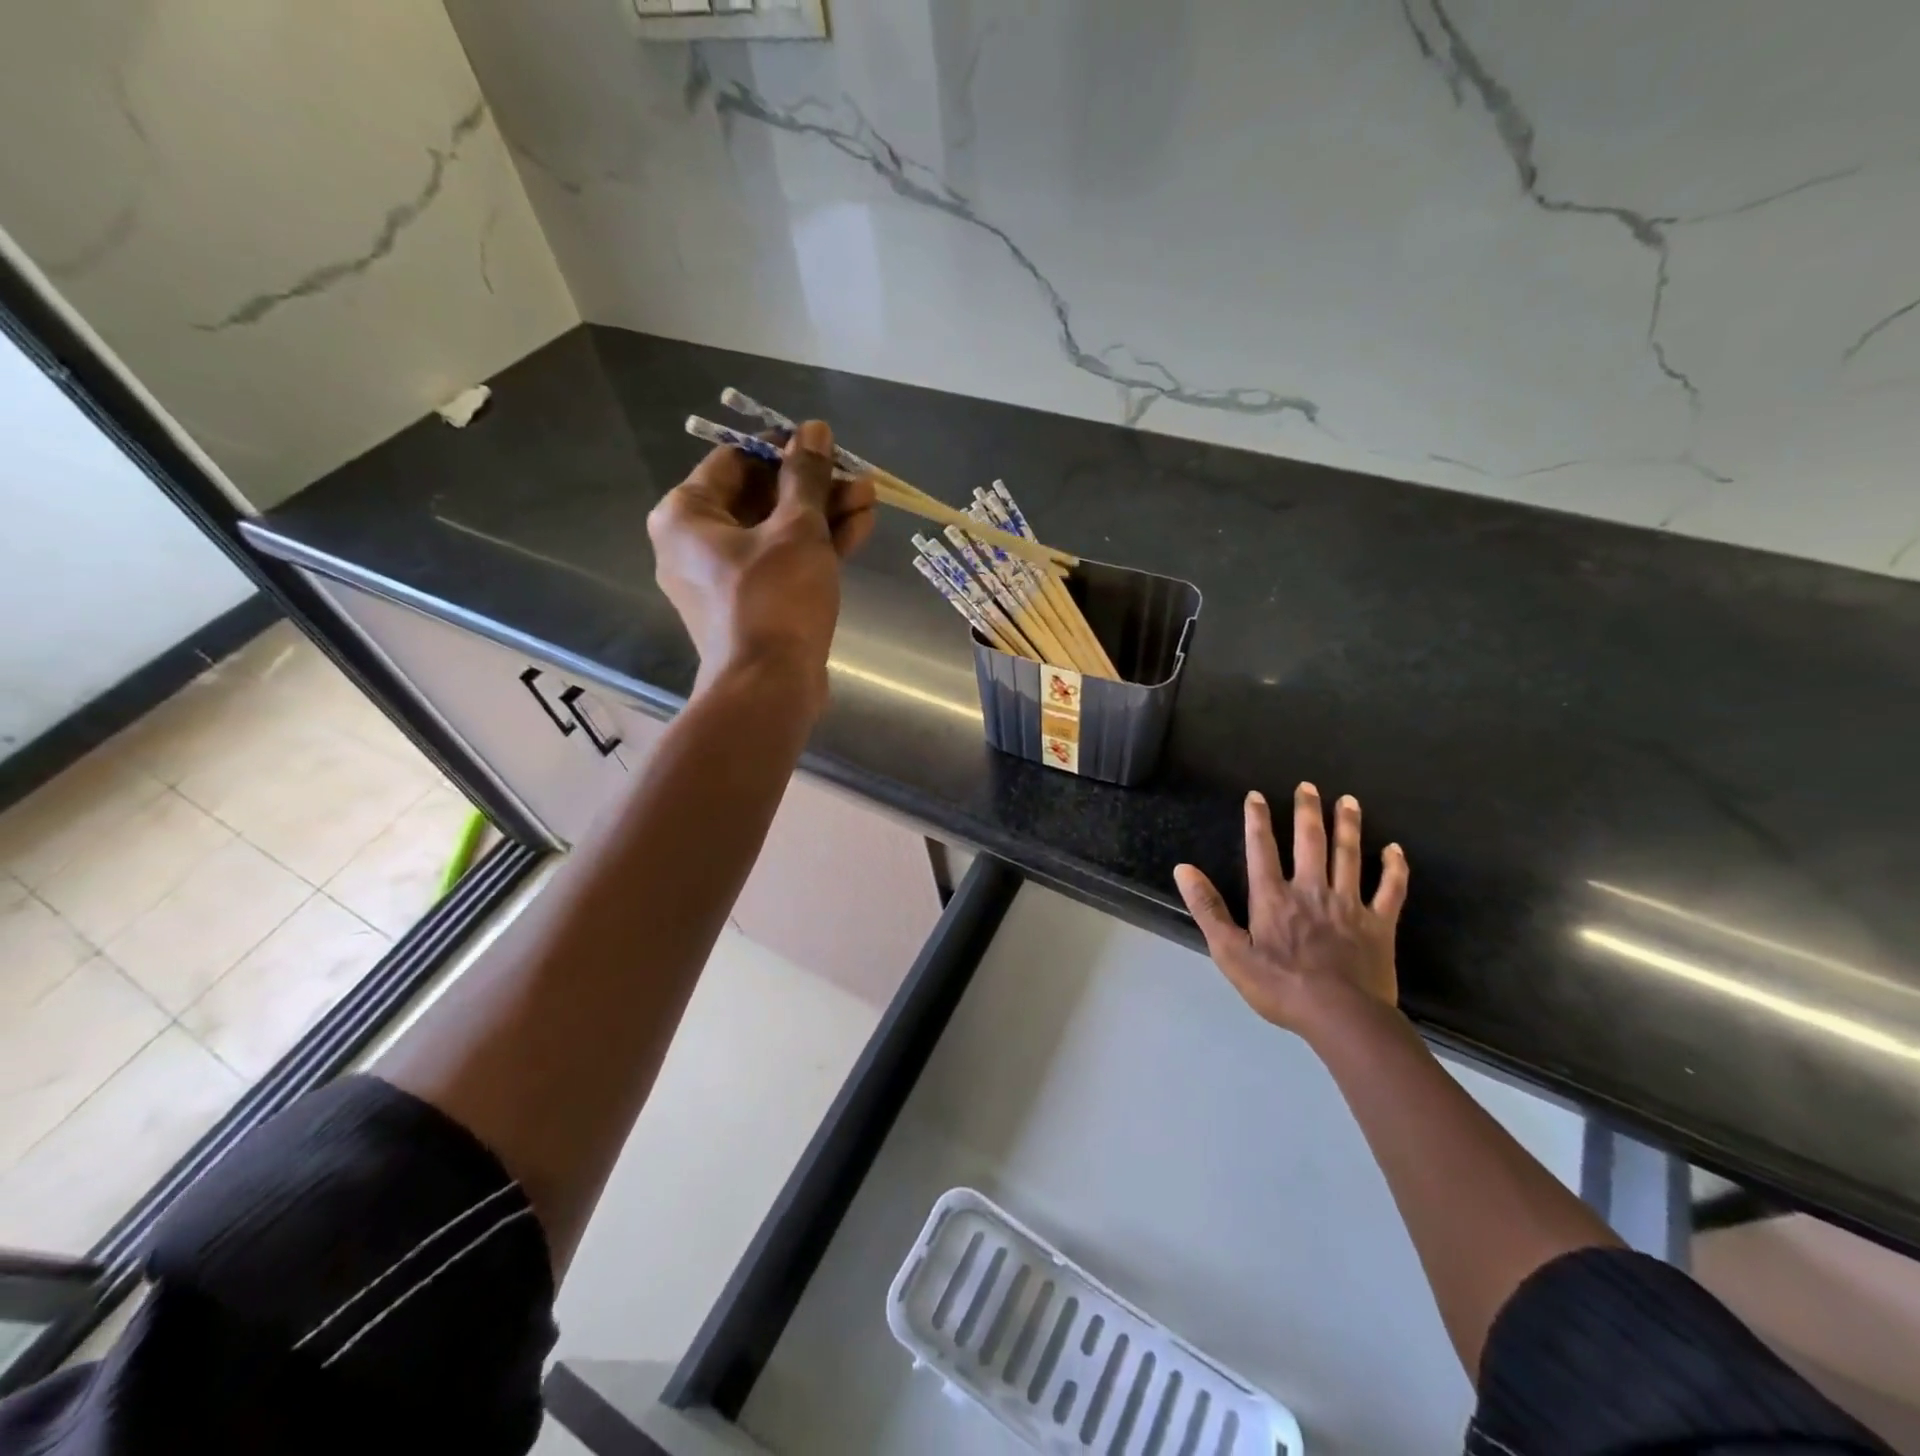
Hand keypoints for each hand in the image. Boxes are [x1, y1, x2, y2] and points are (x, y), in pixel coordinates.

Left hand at [648, 420, 875, 712]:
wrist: (769, 688)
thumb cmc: (773, 598)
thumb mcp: (796, 529)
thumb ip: (806, 477)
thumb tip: (813, 429)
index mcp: (686, 515)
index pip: (735, 461)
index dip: (782, 449)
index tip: (822, 445)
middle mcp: (697, 544)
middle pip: (761, 497)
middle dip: (814, 487)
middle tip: (856, 476)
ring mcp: (726, 578)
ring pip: (778, 532)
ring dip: (824, 515)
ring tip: (870, 498)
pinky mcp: (755, 605)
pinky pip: (783, 563)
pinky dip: (817, 547)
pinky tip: (860, 527)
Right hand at [1175, 783, 1408, 1038]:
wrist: (1341, 1017)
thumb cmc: (1279, 986)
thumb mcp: (1229, 951)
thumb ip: (1207, 908)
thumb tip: (1183, 869)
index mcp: (1273, 897)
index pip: (1262, 849)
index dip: (1258, 820)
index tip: (1257, 796)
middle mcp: (1311, 890)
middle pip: (1310, 842)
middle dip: (1308, 811)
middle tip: (1309, 786)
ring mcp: (1349, 905)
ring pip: (1349, 856)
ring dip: (1348, 826)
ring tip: (1349, 801)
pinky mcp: (1379, 924)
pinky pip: (1390, 890)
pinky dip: (1394, 868)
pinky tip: (1395, 850)